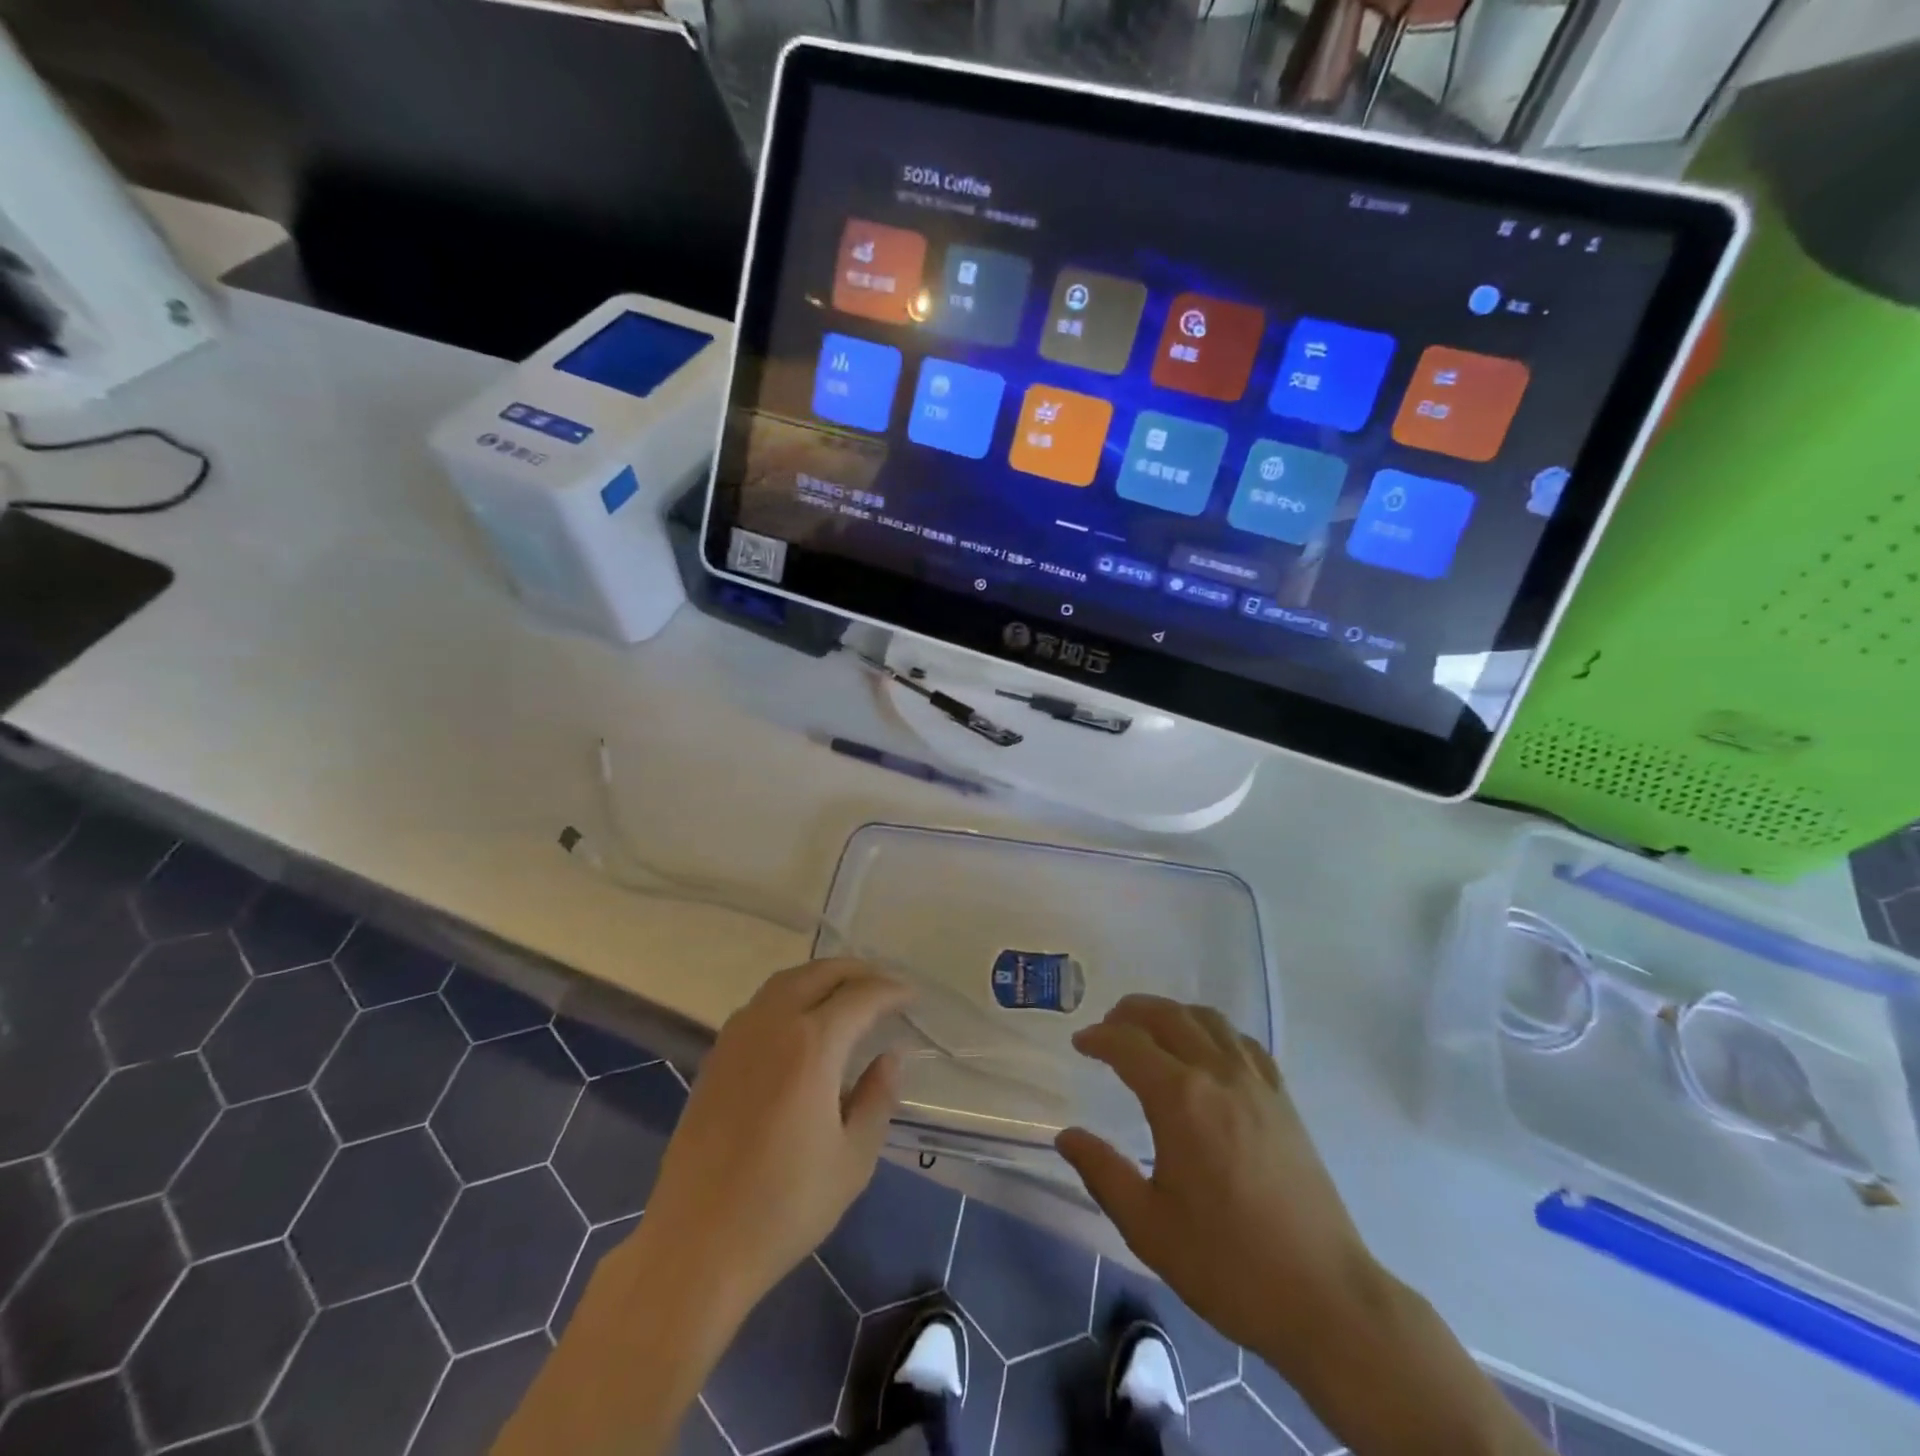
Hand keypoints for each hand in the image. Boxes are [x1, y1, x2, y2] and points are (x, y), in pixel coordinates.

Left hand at [639, 959, 911, 1316]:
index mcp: (812, 1045)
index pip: (860, 996)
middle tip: (885, 984)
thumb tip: (889, 1057)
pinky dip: (790, 994)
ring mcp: (737, 1037)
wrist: (696, 1245)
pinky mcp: (715, 1057)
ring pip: (785, 981)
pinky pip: (760, 1004)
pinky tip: (801, 1021)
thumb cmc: (785, 1207)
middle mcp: (772, 1025)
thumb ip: (877, 1098)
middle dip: (857, 971)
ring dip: (821, 976)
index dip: (891, 991)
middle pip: (819, 973)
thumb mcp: (853, 1159)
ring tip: (846, 992)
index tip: (912, 996)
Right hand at [1055, 995, 1380, 1365]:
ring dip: (1172, 1014)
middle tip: (1107, 1027)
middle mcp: (1218, 1074)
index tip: (1079, 1043)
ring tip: (1151, 1030)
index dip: (1099, 1038)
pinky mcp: (1283, 1100)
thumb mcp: (1148, 1227)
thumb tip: (1067, 1136)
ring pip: (1208, 1020)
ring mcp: (1256, 1083)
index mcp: (1180, 1099)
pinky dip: (1214, 1031)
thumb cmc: (1226, 1265)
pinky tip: (1207, 1052)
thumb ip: (1102, 1173)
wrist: (1324, 1298)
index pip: (1129, 1045)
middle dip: (1131, 1013)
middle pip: (1168, 1016)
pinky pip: (1243, 1043)